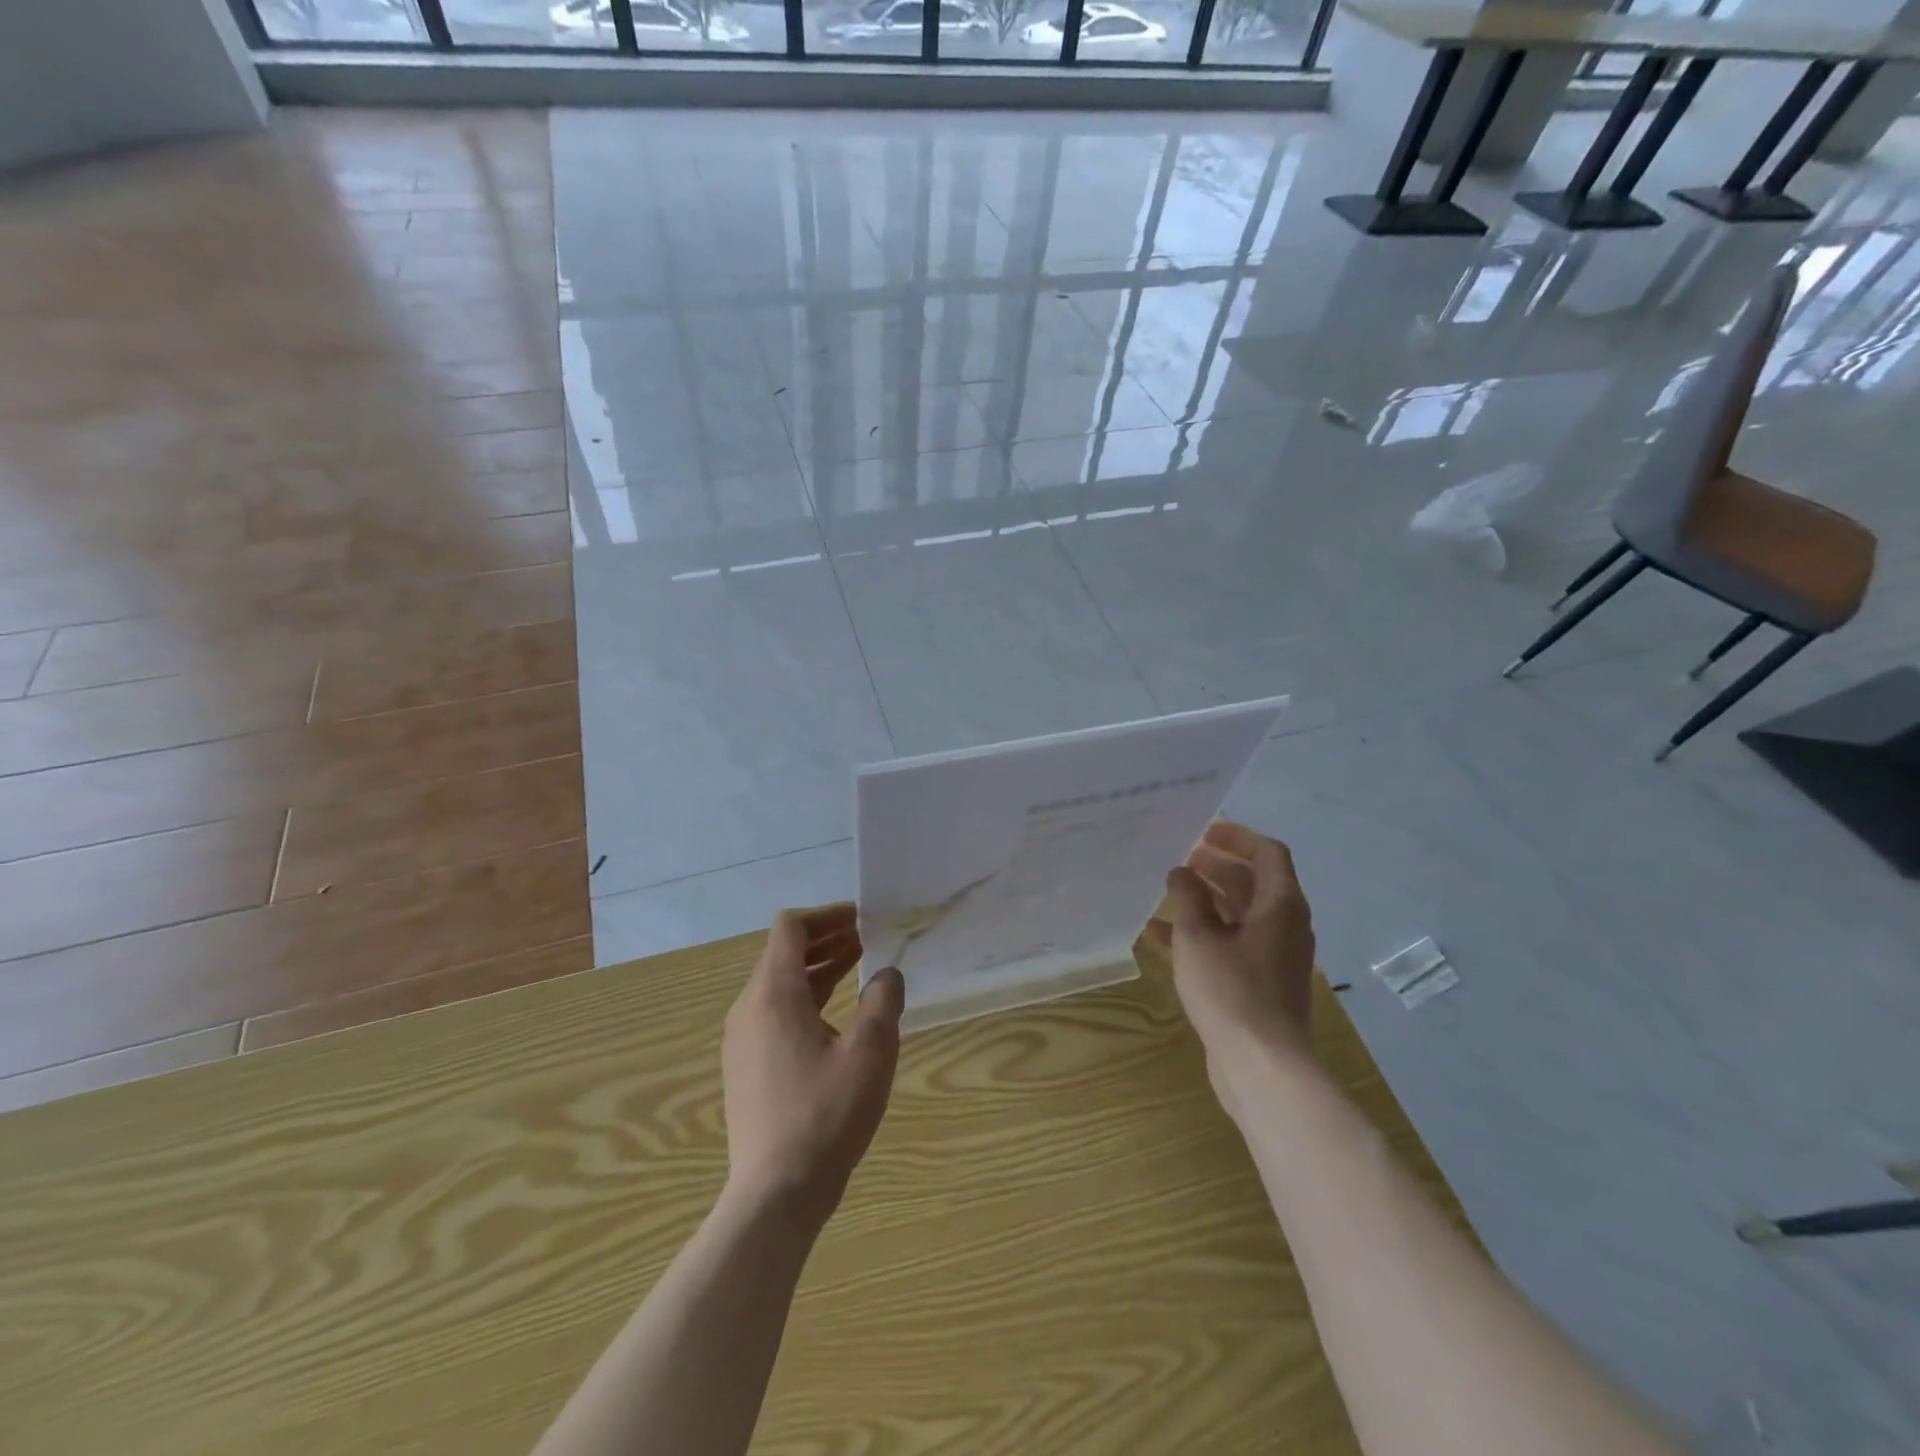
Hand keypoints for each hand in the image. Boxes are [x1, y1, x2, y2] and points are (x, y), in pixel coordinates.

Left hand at [722, 903, 904, 1224]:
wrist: (776, 1194)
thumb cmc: (825, 1115)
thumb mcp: (870, 1053)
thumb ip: (883, 1002)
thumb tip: (888, 974)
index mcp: (774, 994)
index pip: (790, 928)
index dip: (827, 915)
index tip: (861, 919)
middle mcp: (749, 1007)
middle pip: (782, 952)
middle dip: (825, 939)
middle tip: (867, 939)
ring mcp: (742, 1039)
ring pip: (778, 983)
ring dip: (816, 968)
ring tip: (857, 967)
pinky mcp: (744, 1065)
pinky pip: (773, 1012)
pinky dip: (804, 997)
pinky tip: (834, 1016)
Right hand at [1147, 823, 1315, 1111]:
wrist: (1262, 1066)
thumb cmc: (1231, 990)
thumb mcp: (1198, 936)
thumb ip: (1188, 898)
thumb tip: (1182, 873)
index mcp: (1280, 905)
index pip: (1268, 853)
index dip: (1237, 837)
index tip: (1204, 831)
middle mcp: (1284, 926)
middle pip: (1253, 883)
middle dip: (1217, 868)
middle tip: (1181, 860)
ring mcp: (1273, 957)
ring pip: (1239, 916)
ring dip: (1205, 902)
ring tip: (1167, 893)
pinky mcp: (1259, 984)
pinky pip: (1231, 946)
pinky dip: (1202, 936)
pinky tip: (1160, 938)